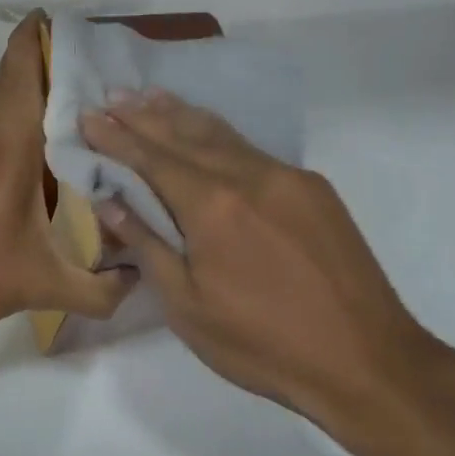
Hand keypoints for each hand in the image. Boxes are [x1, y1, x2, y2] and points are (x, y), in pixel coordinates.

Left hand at [0, 13, 134, 333]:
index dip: (37, 38)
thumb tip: (140, 280)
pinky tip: (35, 140)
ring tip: (70, 95)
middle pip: (10, 76)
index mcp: (9, 144)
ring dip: (25, 84)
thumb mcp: (43, 286)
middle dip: (43, 58)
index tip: (66, 23)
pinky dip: (10, 110)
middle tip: (87, 63)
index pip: (21, 72)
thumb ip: (99, 289)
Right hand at [80, 90, 454, 455]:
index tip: (89, 115)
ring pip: (223, 134)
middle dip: (144, 115)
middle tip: (112, 95)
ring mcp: (287, 177)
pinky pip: (254, 149)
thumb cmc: (263, 344)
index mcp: (212, 206)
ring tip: (151, 96)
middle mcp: (248, 176)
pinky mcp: (314, 189)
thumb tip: (110, 201)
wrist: (366, 361)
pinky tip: (208, 132)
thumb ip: (148, 245)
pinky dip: (221, 134)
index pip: (151, 158)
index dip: (116, 137)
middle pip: (185, 135)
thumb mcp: (188, 306)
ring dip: (182, 114)